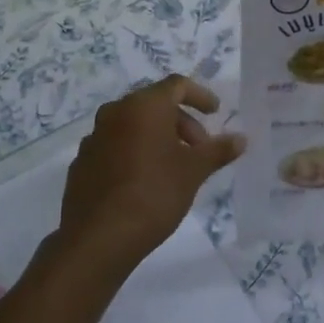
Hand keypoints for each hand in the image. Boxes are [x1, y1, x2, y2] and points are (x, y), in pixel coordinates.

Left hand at [57, 76, 245, 275]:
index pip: (177, 85)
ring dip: (157, 138)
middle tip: (199, 150)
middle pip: (155, 105)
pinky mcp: (82, 161)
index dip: (200, 95)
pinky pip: (115, 146)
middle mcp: (115, 112)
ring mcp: (94, 136)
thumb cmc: (154, 194)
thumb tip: (241, 138)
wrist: (99, 237)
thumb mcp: (194, 172)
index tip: (216, 113)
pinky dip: (134, 152)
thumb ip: (218, 150)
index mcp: (144, 106)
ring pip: (133, 125)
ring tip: (174, 167)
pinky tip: (144, 181)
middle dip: (182, 123)